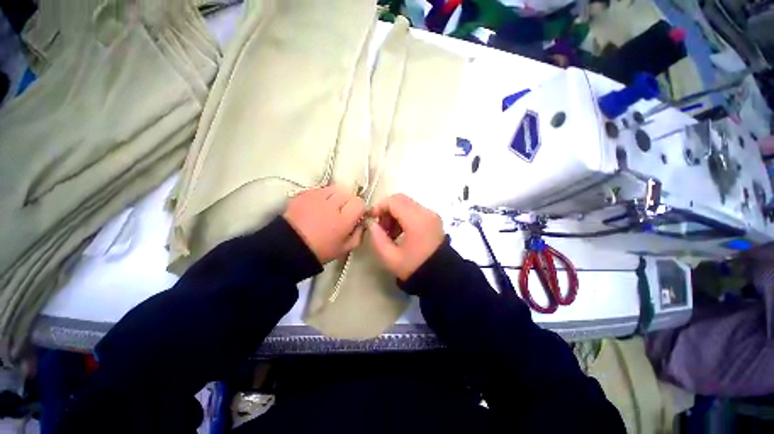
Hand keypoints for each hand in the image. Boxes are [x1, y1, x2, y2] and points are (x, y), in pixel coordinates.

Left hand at [283, 186, 365, 263]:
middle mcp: (331, 205)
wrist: (289, 247)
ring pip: (335, 188)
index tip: (355, 215)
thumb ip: (358, 234)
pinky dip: (323, 194)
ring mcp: (316, 197)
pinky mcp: (304, 194)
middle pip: (348, 193)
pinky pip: (320, 189)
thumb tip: (362, 223)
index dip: (359, 208)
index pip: (359, 203)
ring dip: (337, 196)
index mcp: (343, 220)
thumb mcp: (344, 248)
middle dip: (349, 201)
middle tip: (343, 211)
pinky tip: (319, 205)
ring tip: (331, 206)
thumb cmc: (320, 251)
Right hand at [367, 194, 444, 280]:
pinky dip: (404, 217)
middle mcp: (426, 212)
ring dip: (395, 214)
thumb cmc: (415, 268)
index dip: (379, 207)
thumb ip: (377, 238)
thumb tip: (372, 224)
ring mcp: (431, 215)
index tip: (371, 219)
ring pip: (407, 204)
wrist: (441, 277)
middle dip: (386, 210)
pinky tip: (400, 232)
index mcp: (416, 220)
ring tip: (390, 233)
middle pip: (400, 199)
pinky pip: (415, 210)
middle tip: (381, 227)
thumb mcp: (390, 257)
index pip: (393, 201)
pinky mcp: (434, 219)